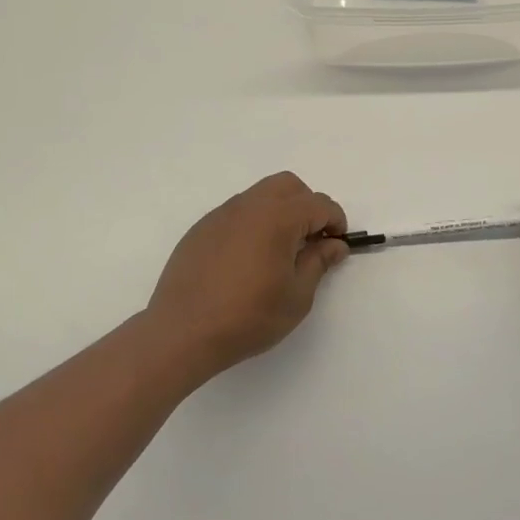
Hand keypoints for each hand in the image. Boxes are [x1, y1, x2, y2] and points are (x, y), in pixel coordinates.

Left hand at [145, 172, 348, 376]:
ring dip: (279, 212)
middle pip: (289, 186)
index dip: (336, 221)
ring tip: (279, 251)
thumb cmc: (248, 317)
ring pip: (260, 195)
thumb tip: (334, 244)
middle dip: (307, 206)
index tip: (337, 245)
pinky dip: (253, 223)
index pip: (319, 204)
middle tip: (310, 241)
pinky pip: (236, 213)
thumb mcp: (296, 296)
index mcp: (277, 218)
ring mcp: (221, 215)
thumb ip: (318, 262)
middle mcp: (249, 206)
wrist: (182, 332)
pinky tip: (248, 259)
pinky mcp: (201, 229)